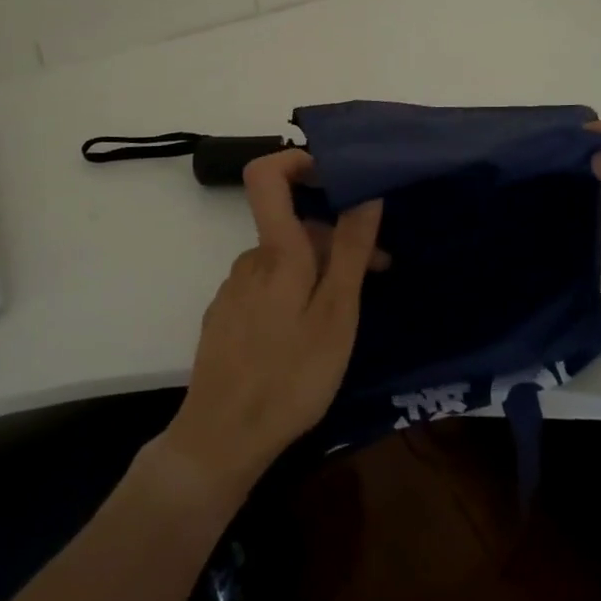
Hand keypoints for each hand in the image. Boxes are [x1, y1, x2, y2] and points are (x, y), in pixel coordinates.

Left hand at [161, 150, 382, 493]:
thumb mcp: (335, 314)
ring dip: (319, 269)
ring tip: (349, 310)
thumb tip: (365, 191)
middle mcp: (251, 259)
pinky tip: (309, 333)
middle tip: (379, 269)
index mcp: (277, 251)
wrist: (220, 440)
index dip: (297, 160)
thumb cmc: (290, 376)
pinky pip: (267, 285)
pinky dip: (295, 291)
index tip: (335, 176)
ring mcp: (235, 289)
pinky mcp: (227, 317)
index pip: (266, 174)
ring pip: (284, 259)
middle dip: (337, 236)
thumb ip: (351, 250)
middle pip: (292, 225)